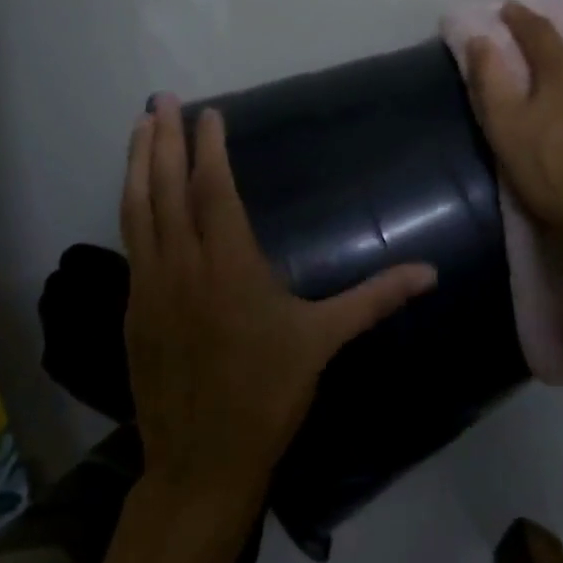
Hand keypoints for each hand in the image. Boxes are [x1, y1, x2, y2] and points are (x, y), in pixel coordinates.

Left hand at [120, 97, 437, 517]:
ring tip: (139, 125)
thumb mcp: (324, 341)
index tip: (209, 113)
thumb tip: (431, 272)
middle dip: (163, 138)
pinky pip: (131, 242)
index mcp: (229, 265)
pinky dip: (131, 205)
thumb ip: (376, 298)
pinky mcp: (133, 309)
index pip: (213, 188)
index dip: (209, 147)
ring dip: (138, 163)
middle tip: (160, 98)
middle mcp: (183, 265)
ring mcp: (150, 286)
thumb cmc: (268, 394)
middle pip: (167, 187)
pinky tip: (136, 191)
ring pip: (137, 209)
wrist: (202, 463)